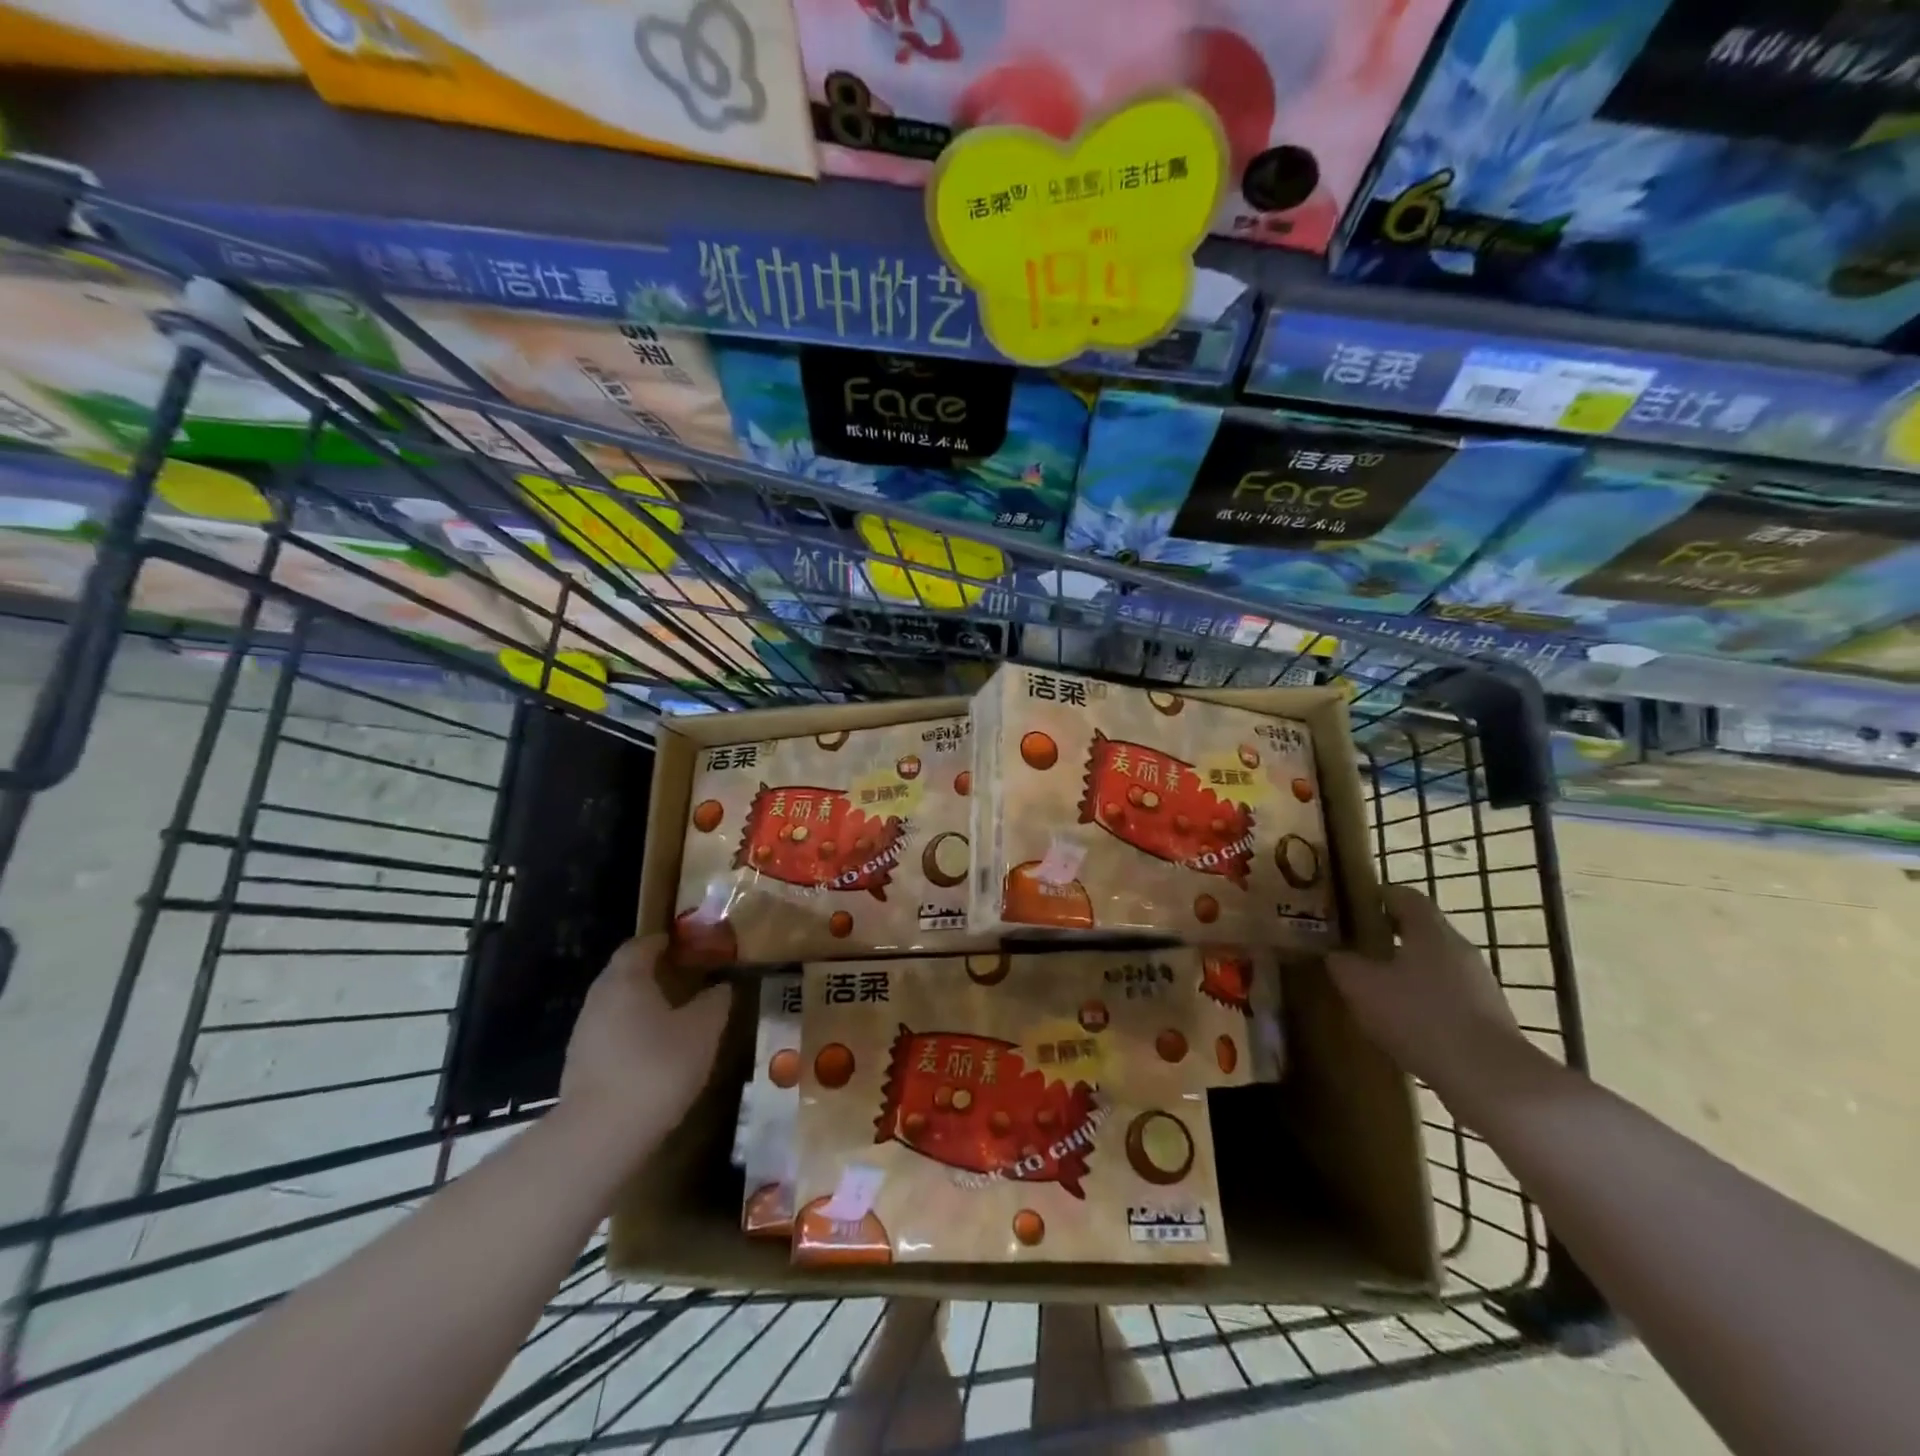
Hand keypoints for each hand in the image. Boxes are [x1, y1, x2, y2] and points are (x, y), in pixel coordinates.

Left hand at [560, 935, 728, 1159]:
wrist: (599, 1136)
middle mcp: (599, 998)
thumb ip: (715, 1001)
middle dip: (654, 974)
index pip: (640, 945)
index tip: (688, 947)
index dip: (664, 942)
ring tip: (676, 1019)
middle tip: (687, 980)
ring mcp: (584, 1034)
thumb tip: (721, 986)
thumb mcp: (703, 1030)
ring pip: (617, 1007)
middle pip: (625, 974)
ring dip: (643, 1007)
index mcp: (626, 979)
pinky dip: (632, 1035)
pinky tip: (655, 1055)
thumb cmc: (657, 1067)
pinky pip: (611, 1036)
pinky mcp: (580, 1067)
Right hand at [1328, 885, 1537, 1103]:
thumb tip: (1335, 955)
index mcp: (1430, 931)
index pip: (1405, 896)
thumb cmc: (1419, 1017)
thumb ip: (1343, 964)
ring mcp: (1481, 985)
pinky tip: (1407, 1026)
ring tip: (1380, 992)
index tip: (1355, 907)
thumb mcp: (1362, 987)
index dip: (1379, 896)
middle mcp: (1460, 949)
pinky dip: (1427, 1003)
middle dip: (1391, 938)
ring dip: (1410, 973)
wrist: (1490, 1078)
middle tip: (1359, 950)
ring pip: (1437, 966)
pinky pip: (1450, 998)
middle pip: (1423, 931)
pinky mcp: (1491, 1019)